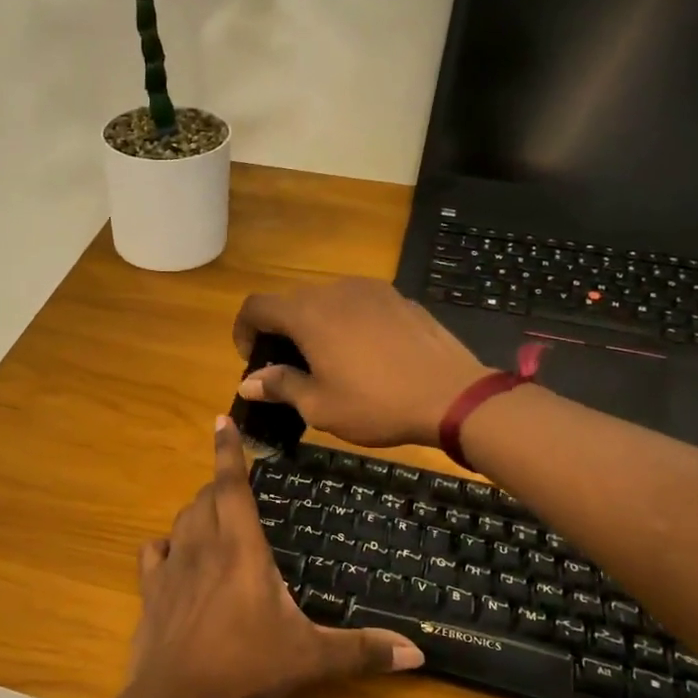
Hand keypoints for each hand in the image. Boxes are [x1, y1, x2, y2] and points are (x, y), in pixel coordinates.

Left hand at [124, 418, 423, 697]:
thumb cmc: (246, 667)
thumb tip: (419, 653)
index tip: (221, 420)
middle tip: (238, 489)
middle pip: (206, 498)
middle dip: (220, 486)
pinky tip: (173, 555)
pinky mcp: (150, 591)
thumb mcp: (311, 659)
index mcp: (241, 549)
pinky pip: (152, 553)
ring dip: (197, 512)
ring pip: (181, 520)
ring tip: (213, 517)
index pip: (233, 486)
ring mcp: (172, 567)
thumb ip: (362, 651)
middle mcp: (203, 546)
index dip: (228, 451)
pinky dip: (164, 546)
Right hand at [233, 279, 489, 448]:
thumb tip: (249, 382)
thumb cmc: (377, 405)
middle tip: (288, 367)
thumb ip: (280, 386)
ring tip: (327, 361)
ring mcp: (371, 290)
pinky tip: (365, 355)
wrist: (453, 396)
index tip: (252, 359)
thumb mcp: (319, 406)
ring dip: (314, 325)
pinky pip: (358, 304)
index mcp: (308, 315)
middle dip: (280, 331)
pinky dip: (347, 323)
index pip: (256, 306)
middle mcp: (335, 291)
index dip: (244, 330)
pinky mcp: (399, 298)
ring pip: (326, 301)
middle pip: (291, 302)